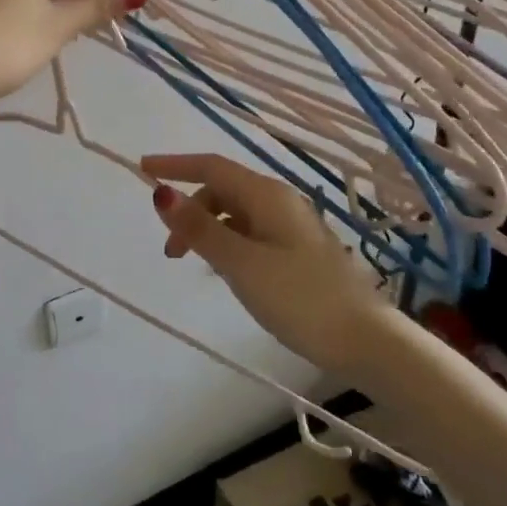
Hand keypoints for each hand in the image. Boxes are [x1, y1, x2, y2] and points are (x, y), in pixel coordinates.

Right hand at [141, 153, 393, 372]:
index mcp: (266, 195)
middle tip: (171, 253)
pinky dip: (229, 243)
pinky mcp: (297, 249)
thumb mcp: (240, 264)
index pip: (211, 166)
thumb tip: (161, 193)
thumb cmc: (299, 297)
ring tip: (198, 267)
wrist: (364, 339)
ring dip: (208, 230)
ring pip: (236, 214)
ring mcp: (290, 225)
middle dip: (190, 211)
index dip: (174, 165)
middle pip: (222, 190)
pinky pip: (251, 233)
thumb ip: (200, 229)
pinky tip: (228, 273)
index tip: (142, 169)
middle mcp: (279, 201)